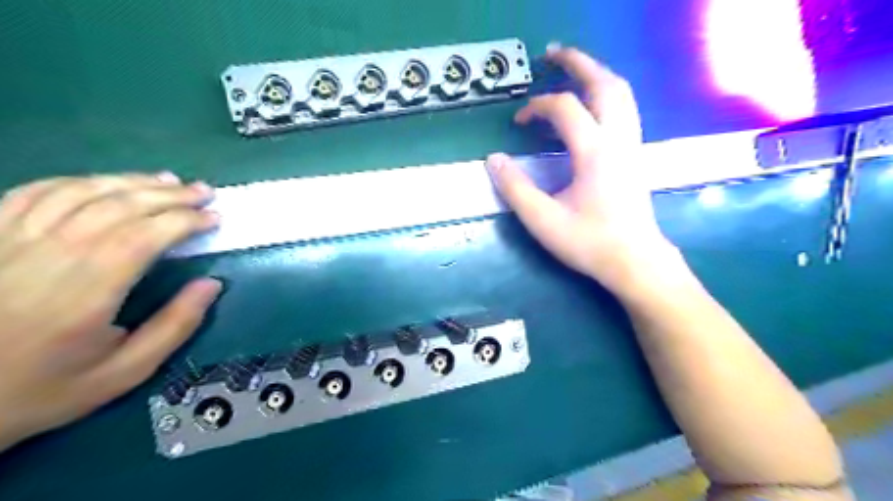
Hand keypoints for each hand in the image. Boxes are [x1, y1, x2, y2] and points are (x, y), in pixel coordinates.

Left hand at [0, 172, 220, 449]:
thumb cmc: (41, 388)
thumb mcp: (123, 373)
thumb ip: (174, 327)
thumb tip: (211, 284)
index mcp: (86, 292)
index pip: (145, 236)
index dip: (185, 220)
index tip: (214, 218)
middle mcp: (48, 256)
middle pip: (118, 206)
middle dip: (170, 195)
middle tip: (204, 192)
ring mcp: (10, 241)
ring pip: (80, 192)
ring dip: (131, 181)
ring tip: (167, 180)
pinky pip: (35, 192)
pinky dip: (79, 181)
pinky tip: (105, 183)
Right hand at [487, 45, 676, 294]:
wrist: (635, 261)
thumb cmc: (589, 242)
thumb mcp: (543, 220)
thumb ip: (515, 188)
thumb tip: (492, 159)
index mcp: (595, 152)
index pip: (564, 108)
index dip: (537, 107)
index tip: (518, 121)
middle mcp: (618, 139)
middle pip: (604, 83)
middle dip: (578, 64)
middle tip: (553, 54)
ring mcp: (632, 144)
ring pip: (621, 93)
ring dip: (597, 74)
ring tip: (574, 70)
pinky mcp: (636, 154)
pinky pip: (625, 109)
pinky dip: (607, 95)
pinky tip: (593, 106)